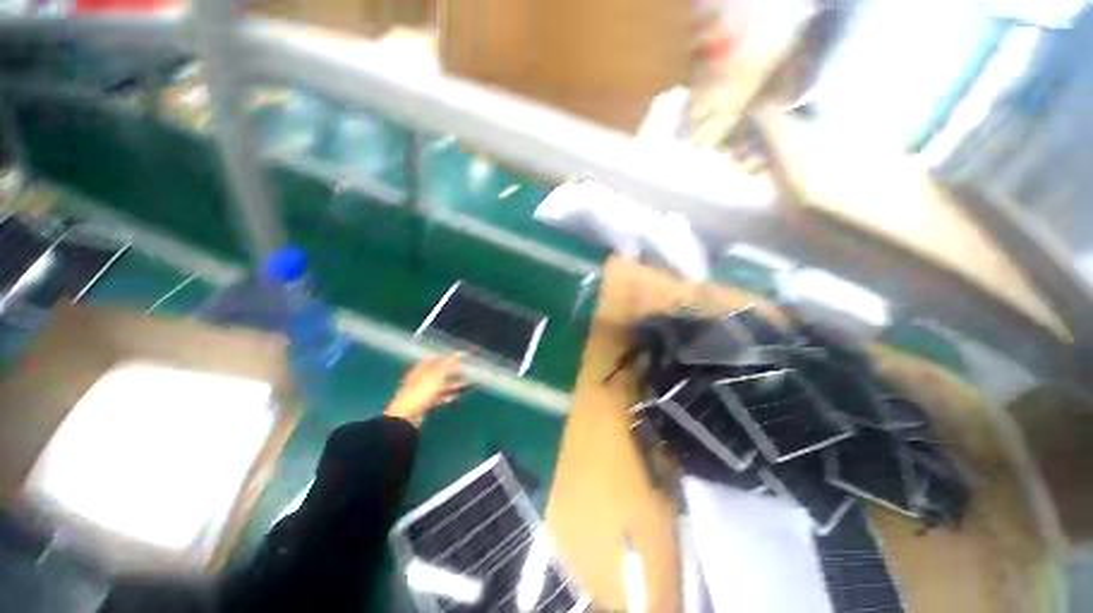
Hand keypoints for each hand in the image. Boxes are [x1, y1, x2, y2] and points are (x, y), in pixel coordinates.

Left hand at [384, 356, 468, 425]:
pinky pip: (438, 398)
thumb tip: (458, 353)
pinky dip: (447, 397)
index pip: (433, 359)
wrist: (406, 417)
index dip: (445, 357)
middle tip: (464, 371)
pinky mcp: (424, 404)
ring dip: (452, 385)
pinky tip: (455, 397)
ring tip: (466, 383)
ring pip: (440, 386)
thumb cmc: (420, 393)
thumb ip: (447, 364)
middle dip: (451, 372)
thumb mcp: (436, 376)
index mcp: (420, 370)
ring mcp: (422, 392)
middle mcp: (421, 379)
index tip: (457, 357)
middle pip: (438, 372)